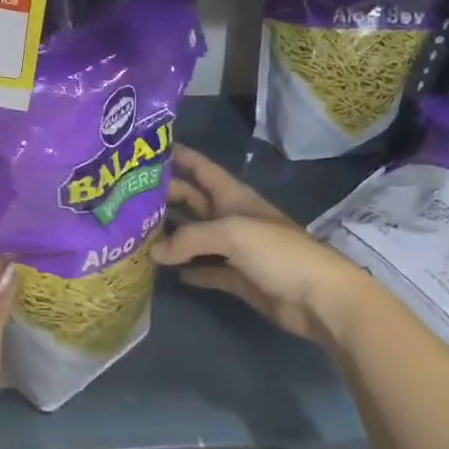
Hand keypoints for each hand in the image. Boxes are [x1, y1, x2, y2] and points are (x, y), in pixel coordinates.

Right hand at [154, 144, 367, 344]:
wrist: (319, 298)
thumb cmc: (279, 253)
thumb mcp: (232, 234)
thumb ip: (190, 238)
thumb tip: (154, 252)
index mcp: (234, 197)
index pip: (202, 169)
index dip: (181, 156)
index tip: (149, 149)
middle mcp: (232, 218)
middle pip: (193, 201)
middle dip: (166, 197)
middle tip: (128, 198)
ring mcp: (235, 250)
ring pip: (196, 237)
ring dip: (172, 235)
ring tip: (136, 234)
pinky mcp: (238, 279)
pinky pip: (207, 270)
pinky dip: (189, 269)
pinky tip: (166, 269)